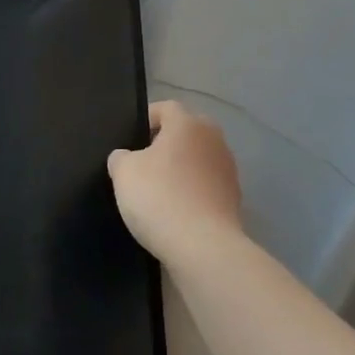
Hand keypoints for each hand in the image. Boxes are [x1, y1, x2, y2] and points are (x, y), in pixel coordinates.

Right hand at [107, 100, 243, 265]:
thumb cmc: (160, 198)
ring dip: (182, 168)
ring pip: (198, 158)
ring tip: (160, 190)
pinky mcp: (234, 197)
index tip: (131, 140)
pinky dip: (193, 191)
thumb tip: (126, 157)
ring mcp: (228, 168)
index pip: (165, 108)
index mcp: (188, 123)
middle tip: (143, 164)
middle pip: (186, 132)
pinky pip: (207, 184)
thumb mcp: (124, 172)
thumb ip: (121, 157)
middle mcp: (213, 138)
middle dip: (166, 143)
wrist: (203, 247)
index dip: (146, 119)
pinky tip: (177, 211)